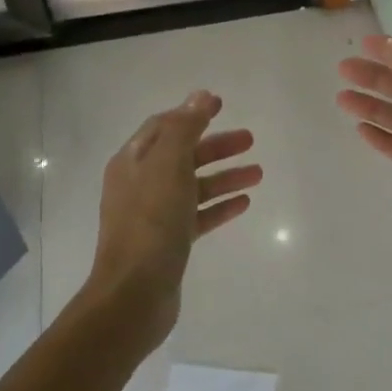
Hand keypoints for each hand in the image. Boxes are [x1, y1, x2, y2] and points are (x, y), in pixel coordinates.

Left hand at [85, 91, 260, 348]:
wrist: (134, 294)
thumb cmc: (151, 223)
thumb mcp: (168, 166)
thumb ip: (185, 129)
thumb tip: (199, 96)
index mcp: (133, 162)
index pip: (164, 126)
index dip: (192, 113)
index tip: (221, 104)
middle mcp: (140, 185)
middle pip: (182, 155)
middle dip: (216, 145)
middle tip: (250, 139)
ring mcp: (153, 215)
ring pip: (194, 186)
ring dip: (225, 176)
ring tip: (258, 173)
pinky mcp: (168, 242)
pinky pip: (198, 215)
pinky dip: (219, 206)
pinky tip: (244, 203)